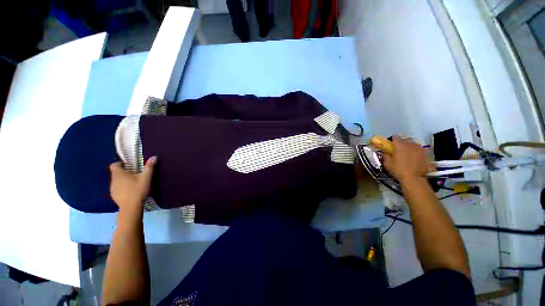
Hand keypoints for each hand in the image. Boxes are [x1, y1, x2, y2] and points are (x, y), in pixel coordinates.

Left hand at [109, 156, 156, 213]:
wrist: (130, 207)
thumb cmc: (138, 190)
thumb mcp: (146, 177)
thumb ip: (149, 167)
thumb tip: (154, 157)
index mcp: (119, 173)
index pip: (114, 164)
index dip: (121, 163)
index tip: (129, 165)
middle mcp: (113, 179)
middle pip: (116, 172)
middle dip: (124, 171)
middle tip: (135, 173)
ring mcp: (112, 188)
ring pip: (116, 180)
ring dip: (123, 180)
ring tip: (133, 182)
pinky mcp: (114, 195)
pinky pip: (117, 187)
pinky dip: (122, 187)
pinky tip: (130, 191)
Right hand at [383, 137, 432, 181]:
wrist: (414, 179)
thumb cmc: (398, 170)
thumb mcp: (387, 163)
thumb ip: (386, 155)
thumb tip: (386, 152)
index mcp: (400, 145)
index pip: (395, 137)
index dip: (392, 141)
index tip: (390, 145)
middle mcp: (410, 144)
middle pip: (405, 140)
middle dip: (401, 144)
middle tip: (398, 151)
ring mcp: (420, 148)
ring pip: (413, 144)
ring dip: (409, 148)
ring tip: (407, 154)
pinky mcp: (426, 153)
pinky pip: (419, 150)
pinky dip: (416, 152)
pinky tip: (414, 158)